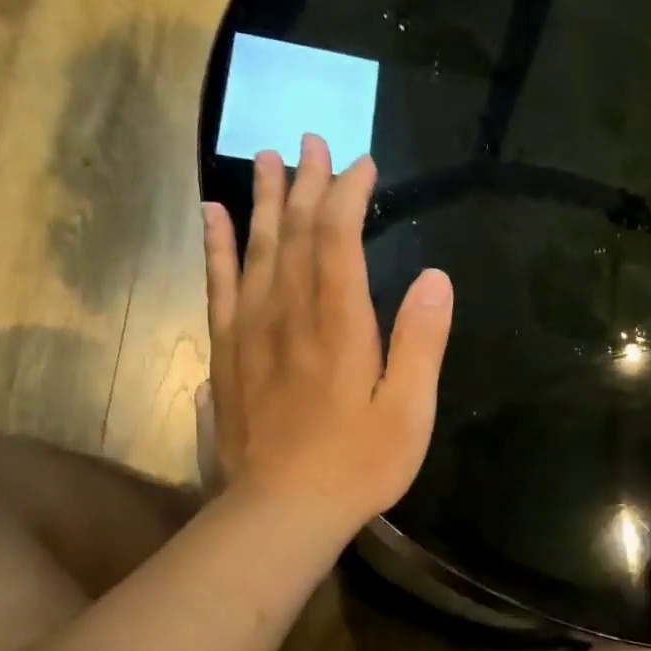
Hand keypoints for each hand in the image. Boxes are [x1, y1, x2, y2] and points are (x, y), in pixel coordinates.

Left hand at [202, 134, 452, 530]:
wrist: (283, 509)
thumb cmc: (359, 463)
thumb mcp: (409, 411)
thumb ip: (421, 343)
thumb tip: (435, 278)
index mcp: (339, 325)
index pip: (338, 240)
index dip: (349, 196)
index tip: (363, 165)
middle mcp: (290, 314)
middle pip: (296, 234)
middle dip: (308, 184)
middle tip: (313, 141)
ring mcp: (253, 332)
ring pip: (256, 250)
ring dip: (265, 201)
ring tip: (268, 158)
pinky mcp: (229, 353)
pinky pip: (219, 286)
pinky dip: (217, 246)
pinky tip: (214, 216)